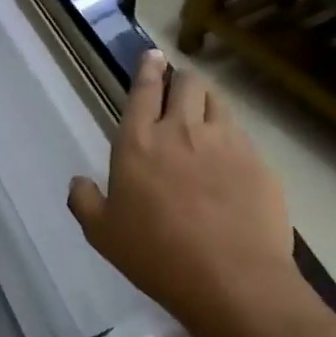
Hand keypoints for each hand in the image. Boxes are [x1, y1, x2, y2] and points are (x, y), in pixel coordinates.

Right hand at [68, 50, 301, 332]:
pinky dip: (230, 133)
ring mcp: (225, 141)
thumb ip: (85, 201)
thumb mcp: (102, 235)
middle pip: (186, 83)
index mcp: (138, 142)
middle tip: (177, 90)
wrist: (231, 280)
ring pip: (216, 100)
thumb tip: (78, 182)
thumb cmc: (156, 256)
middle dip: (180, 80)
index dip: (147, 68)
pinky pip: (241, 132)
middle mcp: (181, 130)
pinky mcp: (257, 160)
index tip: (152, 57)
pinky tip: (228, 155)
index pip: (143, 89)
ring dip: (206, 101)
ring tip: (202, 116)